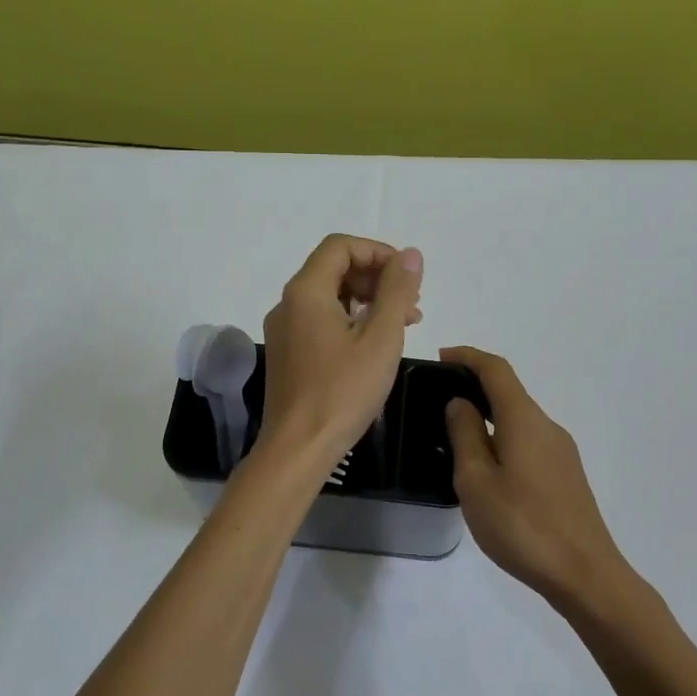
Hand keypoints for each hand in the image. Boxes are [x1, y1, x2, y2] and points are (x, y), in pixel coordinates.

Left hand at [260, 235, 422, 465]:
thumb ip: (397, 291)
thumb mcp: (380, 338)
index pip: (340, 246)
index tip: (407, 277)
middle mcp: (288, 303)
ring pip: (329, 296)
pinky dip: (350, 321)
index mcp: (306, 291)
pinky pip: (321, 320)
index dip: (378, 252)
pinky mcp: (288, 353)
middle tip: (411, 305)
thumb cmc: (342, 391)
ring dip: (367, 300)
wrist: (297, 449)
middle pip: (334, 268)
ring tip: (403, 325)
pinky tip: (375, 344)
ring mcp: (285, 329)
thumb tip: (410, 255)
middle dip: (376, 278)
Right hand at [441, 346, 628, 605]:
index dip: (468, 356)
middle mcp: (546, 426)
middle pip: (509, 392)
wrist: (585, 575)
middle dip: (475, 388)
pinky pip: (529, 441)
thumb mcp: (476, 480)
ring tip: (457, 441)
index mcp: (524, 419)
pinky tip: (488, 471)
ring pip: (519, 420)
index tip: (441, 357)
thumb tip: (460, 403)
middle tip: (439, 403)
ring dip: (489, 418)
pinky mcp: (567, 475)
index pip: (496, 369)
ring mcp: (561, 451)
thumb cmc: (522, 525)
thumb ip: (465, 435)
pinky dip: (504, 439)